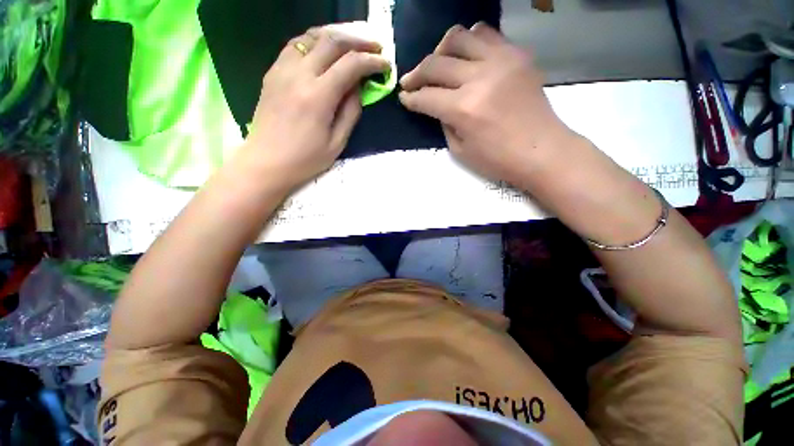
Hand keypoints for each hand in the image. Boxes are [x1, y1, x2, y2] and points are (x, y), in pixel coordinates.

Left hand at [240, 25, 389, 190]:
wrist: (266, 162)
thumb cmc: (305, 159)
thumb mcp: (337, 143)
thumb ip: (350, 113)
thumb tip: (358, 88)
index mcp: (318, 96)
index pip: (350, 65)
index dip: (372, 61)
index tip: (385, 64)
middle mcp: (299, 74)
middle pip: (332, 41)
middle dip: (358, 41)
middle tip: (375, 47)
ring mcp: (282, 69)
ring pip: (312, 36)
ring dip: (337, 36)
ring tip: (353, 43)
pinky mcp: (273, 72)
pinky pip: (296, 45)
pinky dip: (315, 41)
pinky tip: (325, 49)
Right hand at [399, 23, 579, 186]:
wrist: (542, 150)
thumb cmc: (498, 160)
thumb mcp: (460, 151)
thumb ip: (444, 124)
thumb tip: (437, 106)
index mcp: (464, 109)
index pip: (426, 96)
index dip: (410, 98)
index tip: (403, 97)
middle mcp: (480, 78)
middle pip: (436, 63)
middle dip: (416, 74)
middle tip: (410, 82)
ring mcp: (501, 60)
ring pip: (459, 37)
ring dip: (442, 50)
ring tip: (440, 65)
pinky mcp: (517, 55)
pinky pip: (487, 35)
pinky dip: (470, 44)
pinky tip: (467, 59)